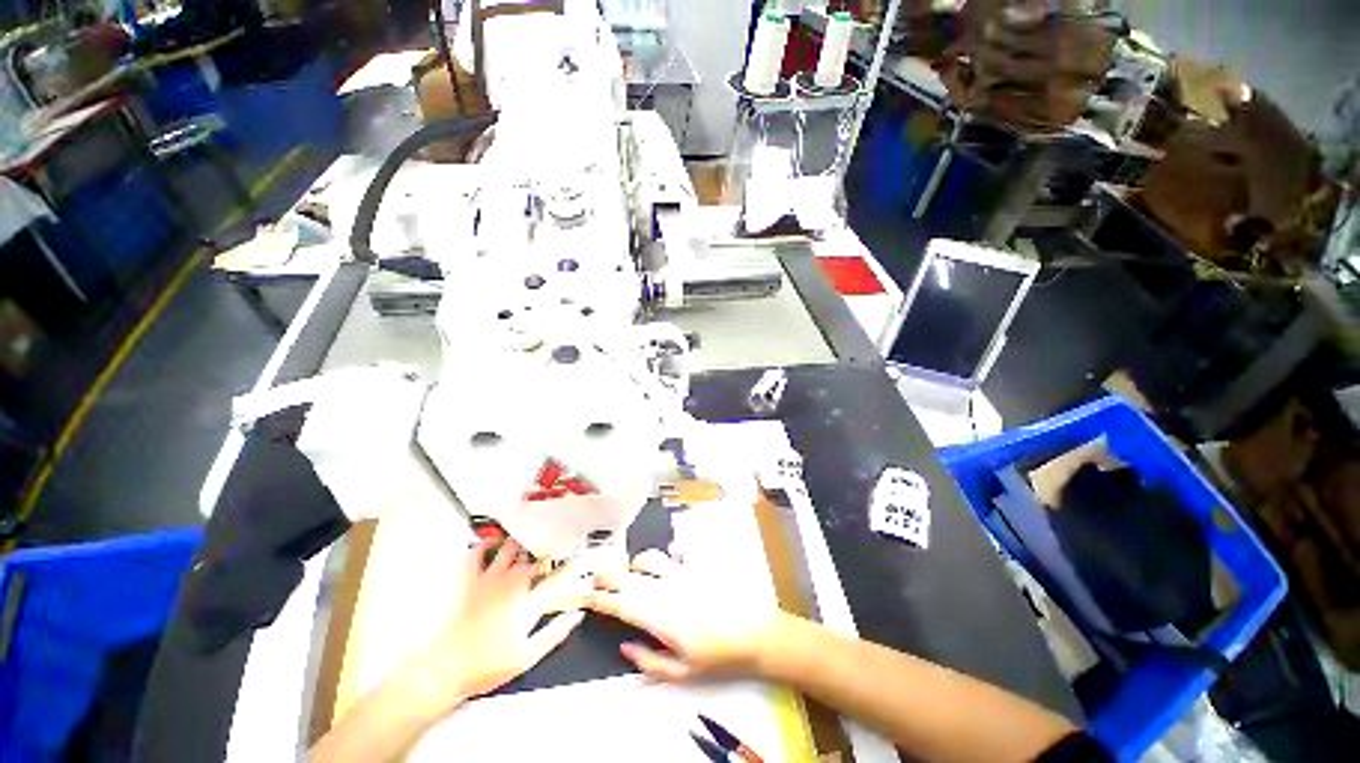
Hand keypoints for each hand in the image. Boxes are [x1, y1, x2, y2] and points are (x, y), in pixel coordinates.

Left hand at [407, 540, 590, 710]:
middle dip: (550, 547)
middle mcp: (511, 584)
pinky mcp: (470, 581)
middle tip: (558, 542)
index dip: (571, 566)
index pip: (556, 578)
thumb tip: (578, 614)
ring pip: (511, 548)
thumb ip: (555, 633)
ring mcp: (489, 580)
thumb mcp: (528, 657)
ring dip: (524, 541)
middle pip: (535, 557)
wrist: (445, 670)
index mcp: (528, 603)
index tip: (580, 558)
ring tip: (533, 534)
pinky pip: (477, 553)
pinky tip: (495, 542)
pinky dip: (487, 544)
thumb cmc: (488, 667)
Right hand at [589, 549, 781, 681]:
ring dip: (637, 563)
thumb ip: (650, 662)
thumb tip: (625, 647)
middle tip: (596, 574)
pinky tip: (670, 558)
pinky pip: (679, 549)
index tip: (590, 596)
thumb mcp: (683, 672)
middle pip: (632, 579)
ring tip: (633, 569)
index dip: (604, 600)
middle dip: (609, 575)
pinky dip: (670, 552)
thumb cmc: (719, 656)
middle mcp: (670, 591)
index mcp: (663, 620)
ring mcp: (686, 573)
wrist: (756, 634)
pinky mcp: (701, 563)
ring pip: (652, 558)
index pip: (624, 606)